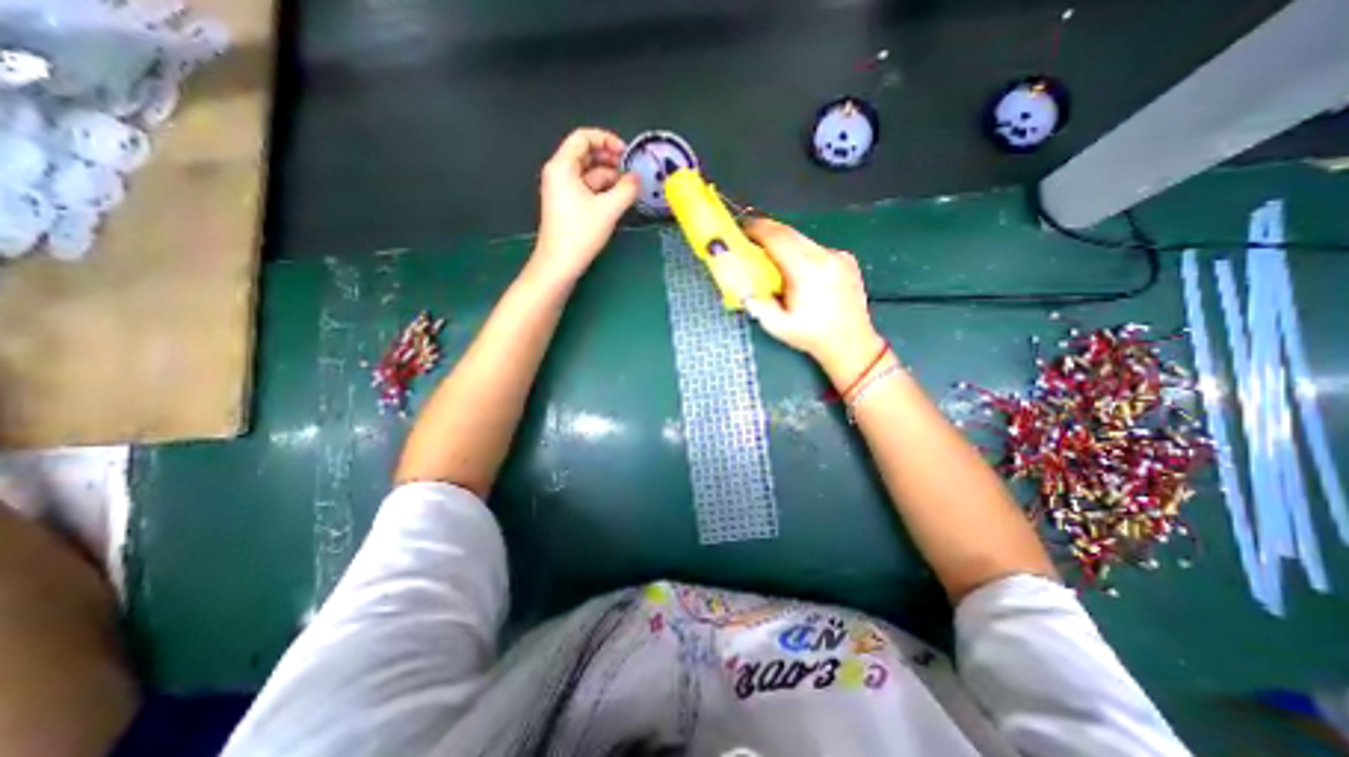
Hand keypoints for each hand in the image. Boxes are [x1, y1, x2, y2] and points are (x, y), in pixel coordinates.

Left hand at [528, 127, 637, 286]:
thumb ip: (627, 189)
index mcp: (562, 166)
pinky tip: (618, 200)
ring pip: (588, 174)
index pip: (583, 138)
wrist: (559, 264)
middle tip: (631, 171)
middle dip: (610, 160)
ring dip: (609, 178)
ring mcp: (562, 190)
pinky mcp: (566, 206)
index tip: (626, 153)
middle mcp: (559, 173)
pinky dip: (602, 191)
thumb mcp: (608, 209)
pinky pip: (586, 189)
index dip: (607, 139)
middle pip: (586, 155)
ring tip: (629, 188)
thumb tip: (637, 178)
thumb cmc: (580, 233)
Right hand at [736, 219, 885, 383]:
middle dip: (766, 232)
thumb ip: (755, 301)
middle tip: (749, 240)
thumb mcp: (776, 326)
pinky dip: (800, 253)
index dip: (756, 229)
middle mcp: (825, 257)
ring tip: (771, 259)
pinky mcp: (846, 258)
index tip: (740, 230)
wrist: (852, 343)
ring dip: (783, 243)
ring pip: (802, 239)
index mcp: (807, 272)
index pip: (777, 237)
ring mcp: (838, 255)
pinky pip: (815, 248)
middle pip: (789, 232)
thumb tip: (739, 279)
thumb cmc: (811, 337)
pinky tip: (797, 272)